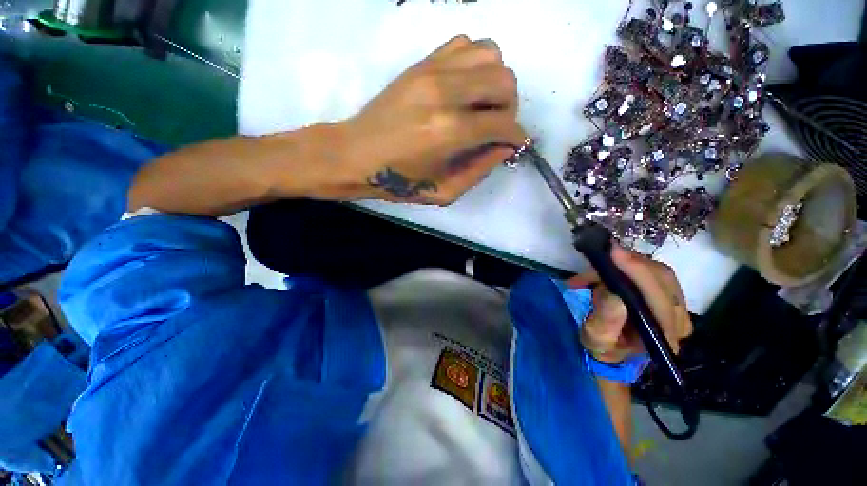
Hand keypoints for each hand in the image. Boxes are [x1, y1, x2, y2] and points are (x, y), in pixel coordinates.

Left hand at [334, 35, 525, 204]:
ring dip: (495, 82)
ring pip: (491, 55)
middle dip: (510, 109)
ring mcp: (432, 71)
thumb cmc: (399, 181)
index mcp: (450, 132)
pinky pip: (465, 44)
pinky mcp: (421, 63)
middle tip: (496, 127)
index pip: (503, 124)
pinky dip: (476, 63)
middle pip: (504, 82)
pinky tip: (466, 86)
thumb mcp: (443, 191)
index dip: (516, 136)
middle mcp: (446, 93)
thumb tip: (505, 148)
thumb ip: (479, 171)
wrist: (357, 155)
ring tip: (483, 105)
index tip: (514, 144)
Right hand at [567, 246, 692, 363]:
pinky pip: (653, 272)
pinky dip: (629, 265)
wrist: (613, 349)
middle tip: (604, 252)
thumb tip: (613, 295)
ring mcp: (675, 307)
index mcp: (664, 337)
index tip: (614, 253)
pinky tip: (608, 266)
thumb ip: (606, 321)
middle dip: (632, 263)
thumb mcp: (596, 339)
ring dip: (628, 263)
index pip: (660, 300)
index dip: (639, 273)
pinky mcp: (667, 296)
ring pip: (659, 272)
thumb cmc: (603, 347)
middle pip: (663, 280)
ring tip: (599, 264)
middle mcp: (678, 321)